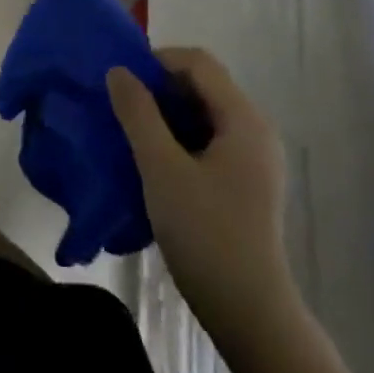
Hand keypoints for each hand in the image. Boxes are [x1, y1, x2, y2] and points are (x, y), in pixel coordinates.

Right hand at [108, 48, 294, 339]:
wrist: (248, 310)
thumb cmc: (205, 232)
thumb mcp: (160, 167)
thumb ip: (138, 113)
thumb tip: (119, 71)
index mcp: (243, 119)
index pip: (198, 62)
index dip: (156, 62)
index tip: (121, 84)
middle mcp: (255, 130)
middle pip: (202, 85)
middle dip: (158, 89)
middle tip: (120, 108)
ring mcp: (253, 158)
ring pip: (202, 114)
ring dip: (164, 115)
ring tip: (129, 134)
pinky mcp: (245, 182)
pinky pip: (207, 140)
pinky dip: (177, 138)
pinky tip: (152, 162)